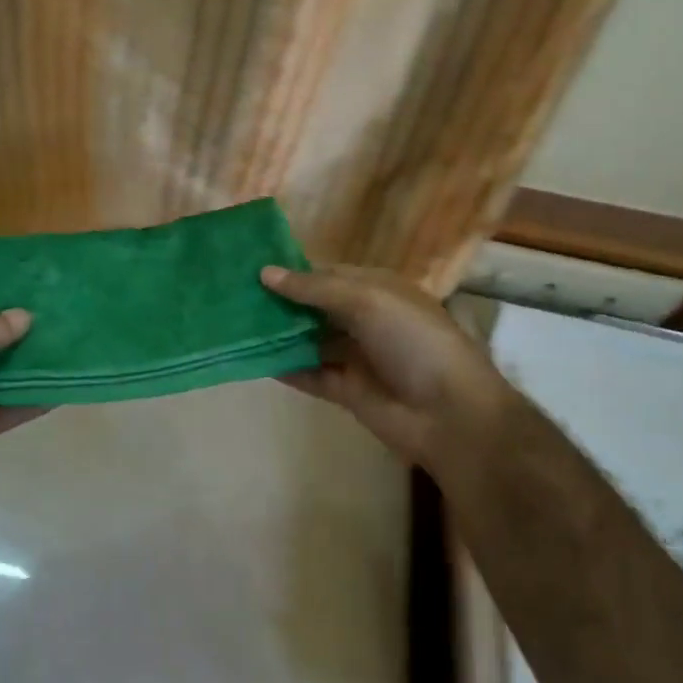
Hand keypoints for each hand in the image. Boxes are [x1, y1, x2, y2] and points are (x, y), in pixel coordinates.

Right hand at [260, 264, 512, 484]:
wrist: (449, 413)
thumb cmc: (414, 342)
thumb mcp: (367, 301)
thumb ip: (314, 289)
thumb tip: (265, 272)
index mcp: (378, 290)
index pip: (328, 274)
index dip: (294, 272)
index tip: (251, 269)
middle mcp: (365, 319)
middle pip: (315, 307)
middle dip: (281, 302)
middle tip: (233, 296)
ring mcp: (355, 356)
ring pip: (309, 340)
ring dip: (278, 334)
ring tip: (235, 325)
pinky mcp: (346, 390)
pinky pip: (309, 374)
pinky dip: (285, 367)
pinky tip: (252, 359)